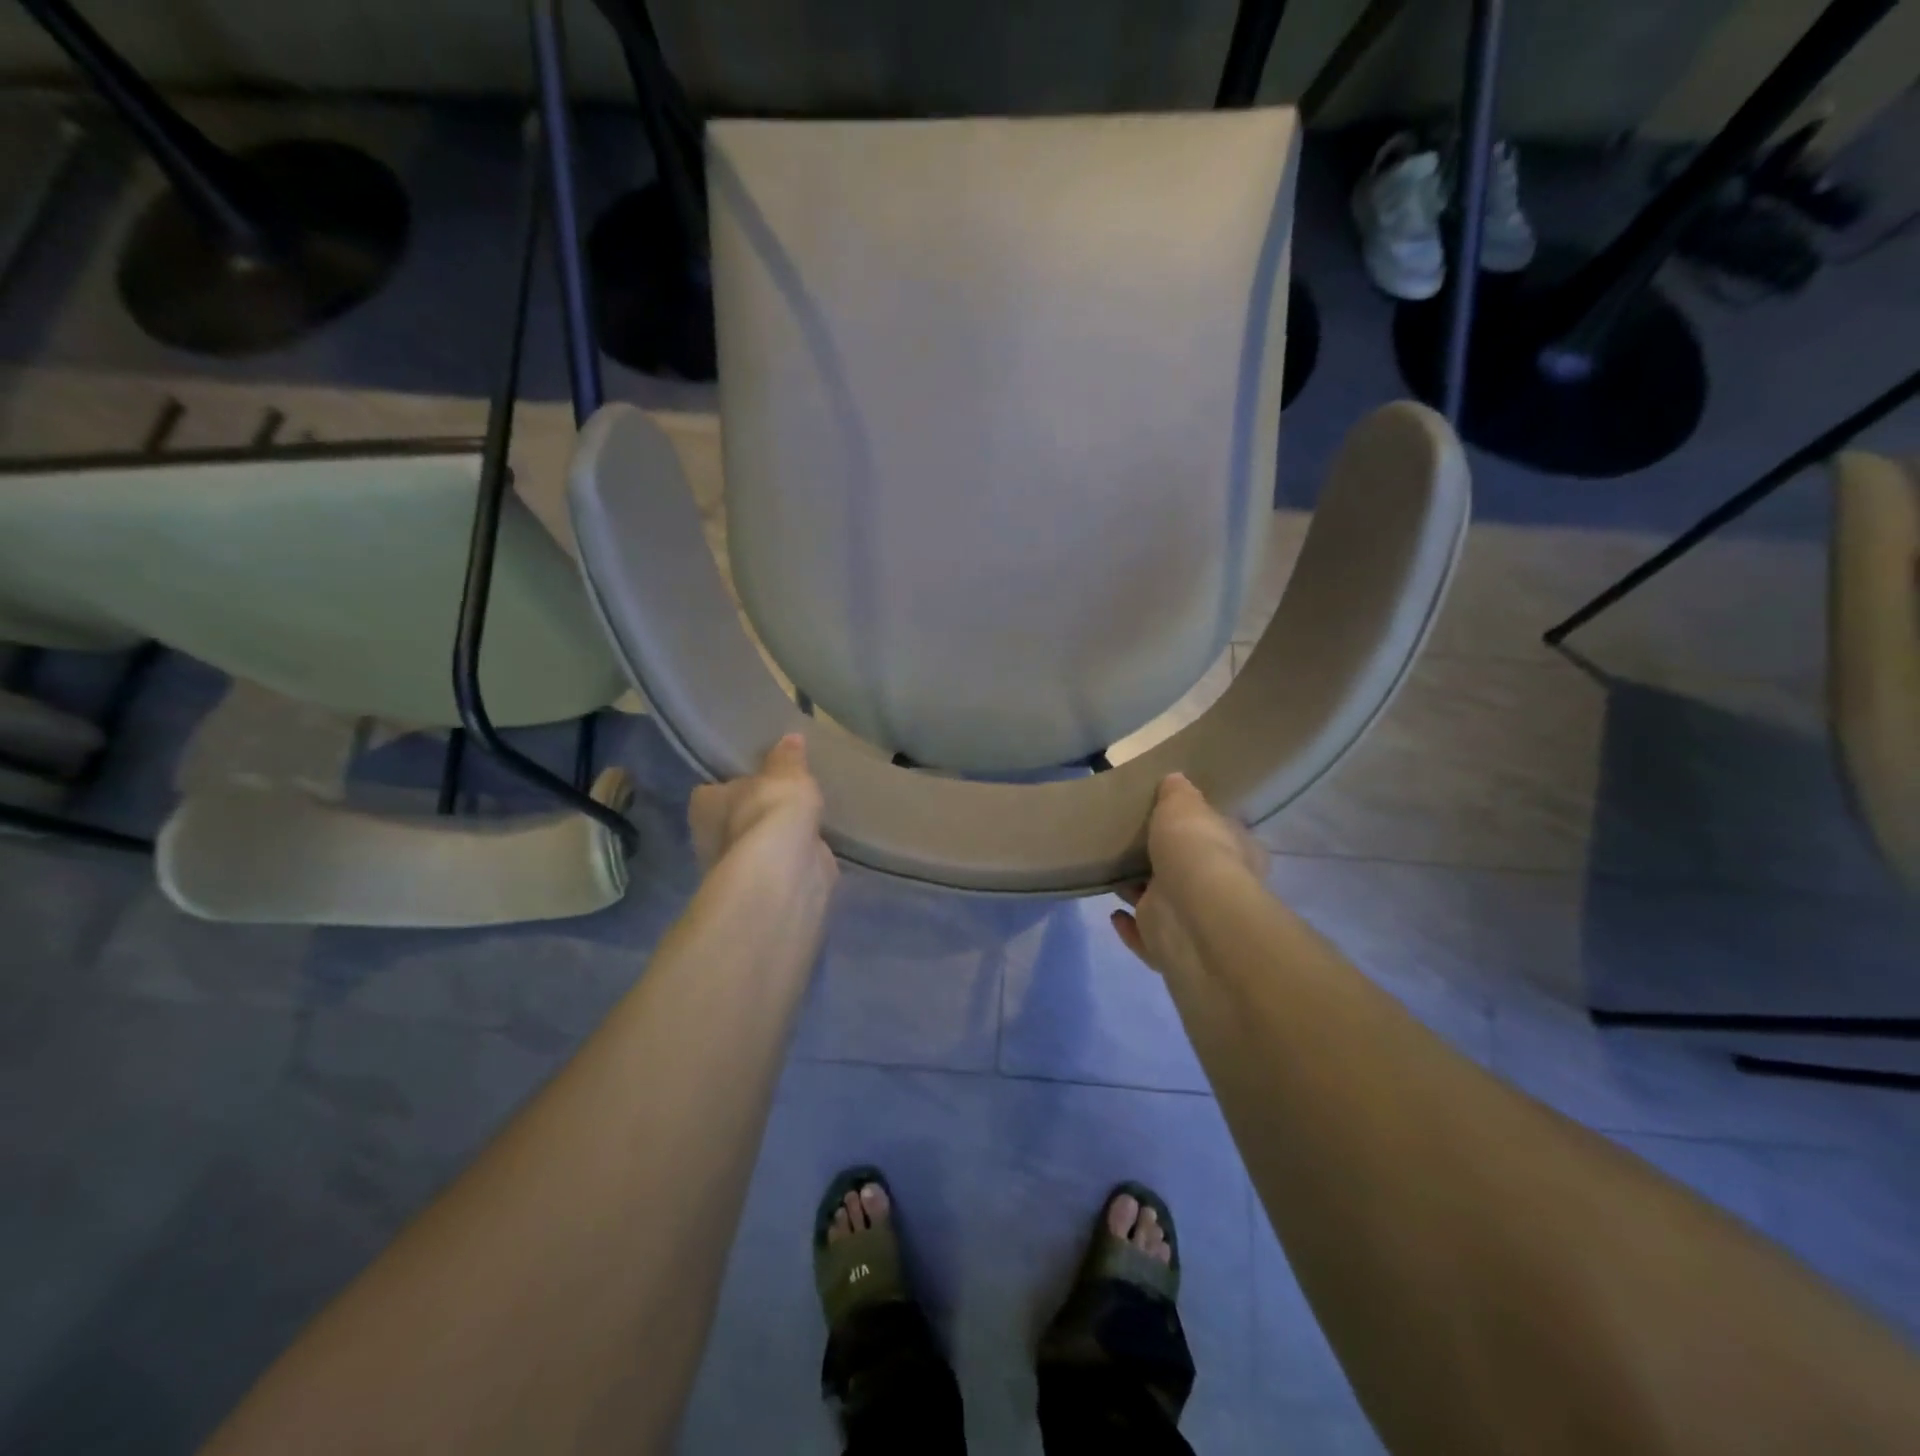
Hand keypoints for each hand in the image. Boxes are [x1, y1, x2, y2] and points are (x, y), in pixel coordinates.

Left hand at [689, 734, 836, 886]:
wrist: (785, 870)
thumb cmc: (771, 810)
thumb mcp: (786, 773)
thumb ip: (788, 757)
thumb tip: (791, 738)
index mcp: (705, 804)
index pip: (712, 791)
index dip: (733, 784)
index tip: (756, 779)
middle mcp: (711, 837)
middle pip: (733, 819)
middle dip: (755, 813)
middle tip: (784, 798)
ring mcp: (738, 866)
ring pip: (757, 844)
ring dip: (776, 837)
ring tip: (804, 820)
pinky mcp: (765, 887)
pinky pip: (780, 864)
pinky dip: (793, 857)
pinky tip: (813, 847)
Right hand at [1111, 773, 1266, 974]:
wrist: (1190, 914)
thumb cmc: (1195, 849)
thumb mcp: (1184, 805)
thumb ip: (1177, 793)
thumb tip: (1175, 780)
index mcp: (1236, 853)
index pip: (1220, 836)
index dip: (1199, 828)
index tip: (1173, 819)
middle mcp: (1219, 889)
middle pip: (1189, 871)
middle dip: (1165, 862)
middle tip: (1135, 845)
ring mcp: (1192, 922)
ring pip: (1164, 903)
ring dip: (1142, 893)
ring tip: (1114, 873)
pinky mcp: (1166, 949)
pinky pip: (1143, 936)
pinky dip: (1129, 927)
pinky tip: (1114, 913)